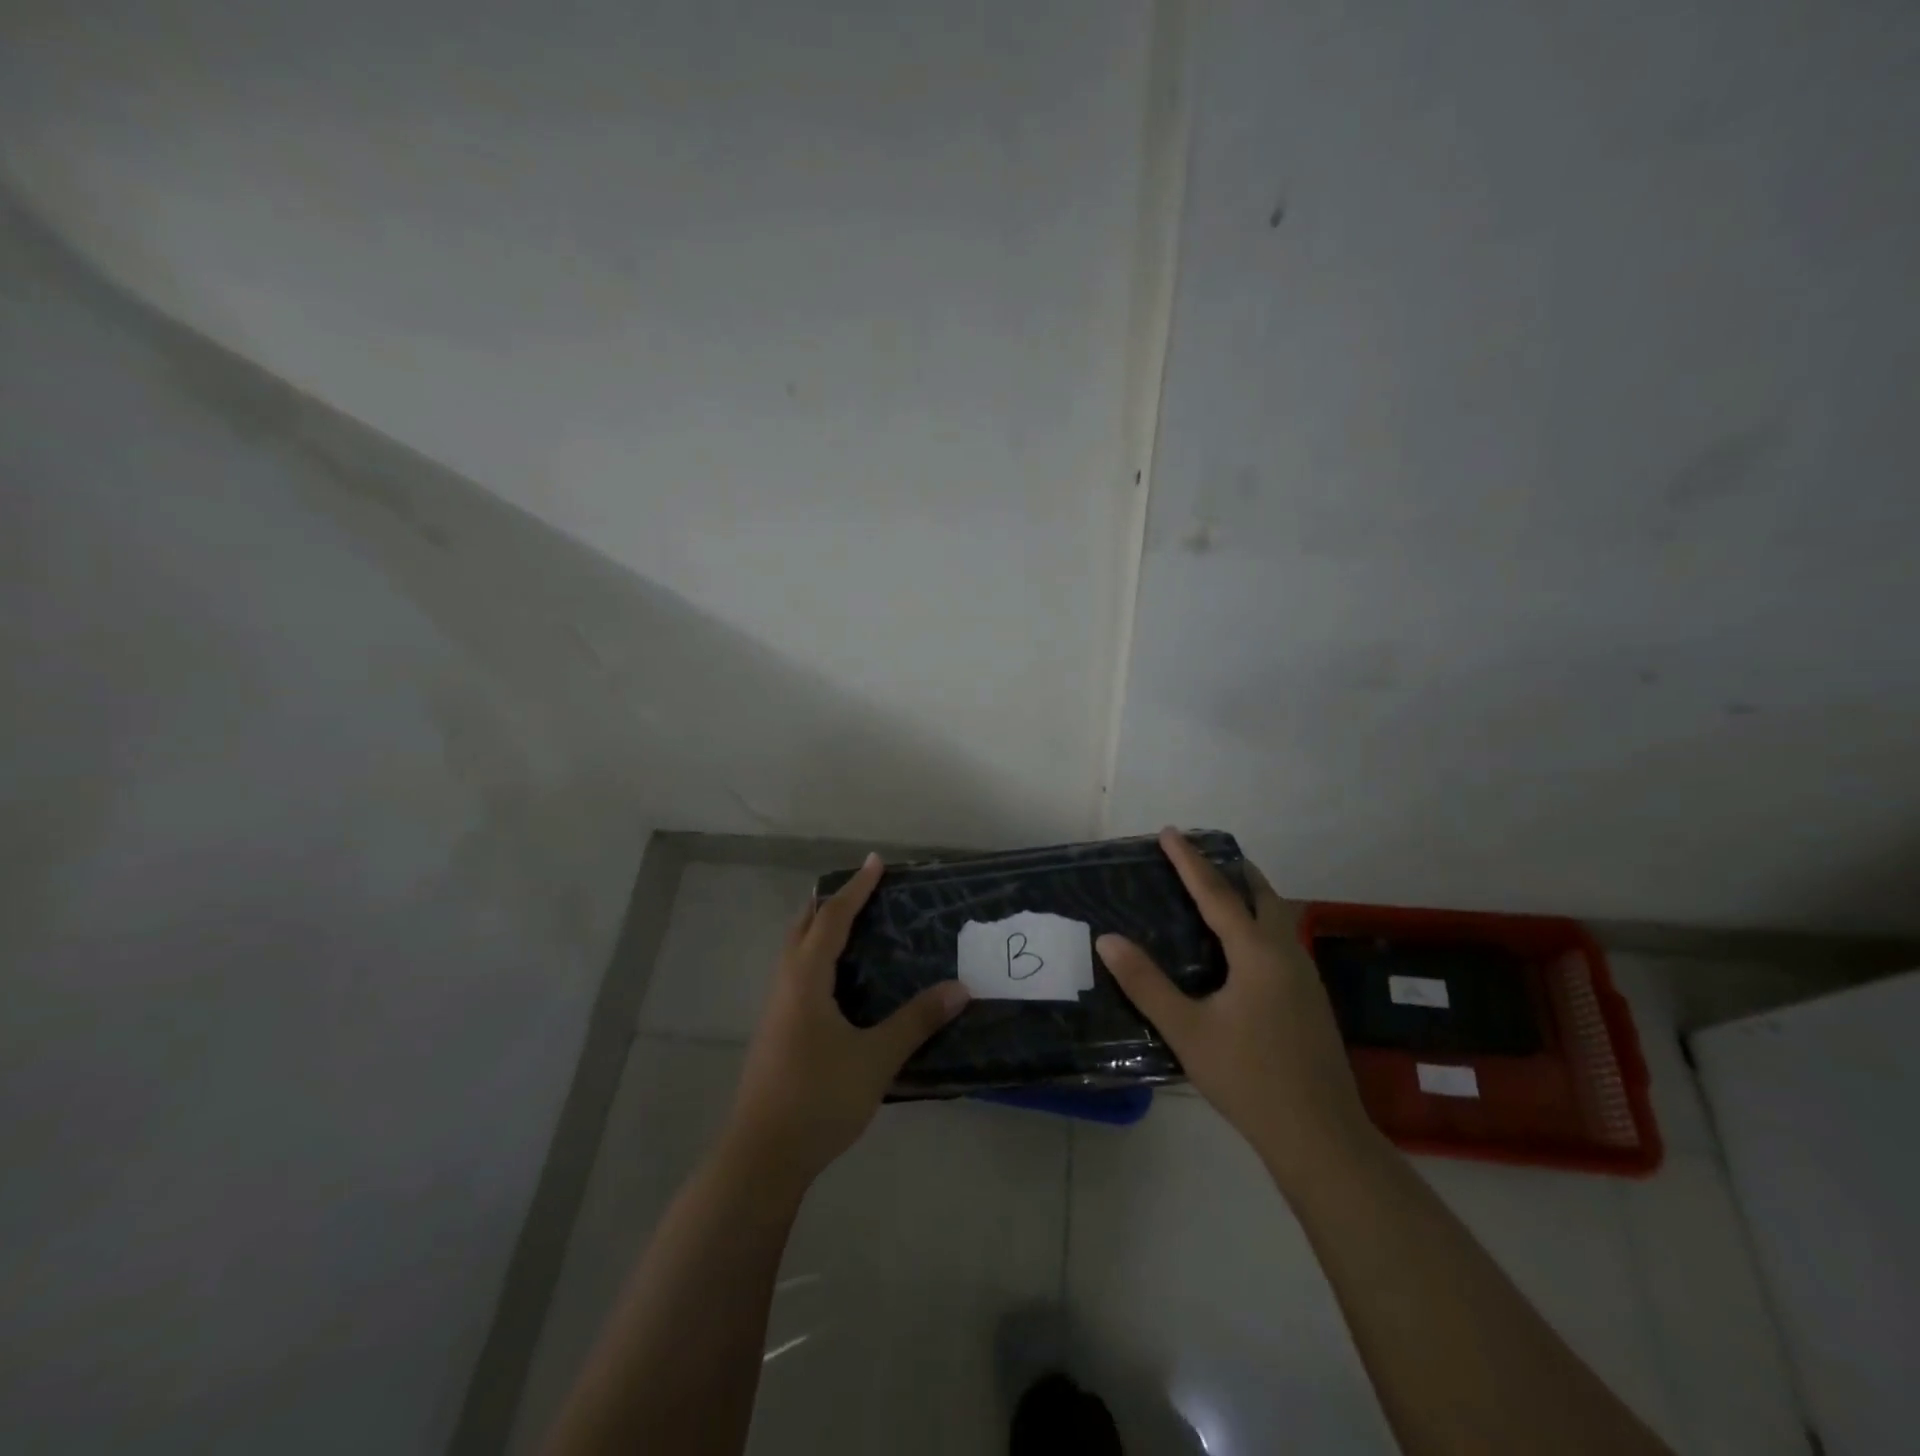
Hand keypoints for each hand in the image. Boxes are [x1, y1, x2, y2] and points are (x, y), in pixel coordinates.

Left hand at [726, 853, 970, 1190]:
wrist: (761, 1157)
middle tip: (863, 890)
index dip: (856, 888)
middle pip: (803, 927)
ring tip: (852, 927)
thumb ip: (916, 1021)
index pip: (833, 918)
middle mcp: (785, 984)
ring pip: (795, 952)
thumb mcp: (875, 1059)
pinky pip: (796, 975)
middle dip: (831, 903)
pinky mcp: (775, 1032)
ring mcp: (775, 1009)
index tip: (876, 862)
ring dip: (820, 930)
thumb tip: (960, 988)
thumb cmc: (818, 1098)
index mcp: (806, 979)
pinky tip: (838, 983)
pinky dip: (816, 958)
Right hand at [1095, 828, 1373, 1189]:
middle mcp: (1285, 953)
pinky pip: (1280, 939)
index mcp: (1257, 953)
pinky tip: (1238, 947)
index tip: (1169, 831)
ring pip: (1276, 916)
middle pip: (1260, 894)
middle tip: (1196, 857)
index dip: (1189, 861)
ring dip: (1246, 894)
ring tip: (1214, 891)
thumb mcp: (1187, 1030)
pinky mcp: (1309, 998)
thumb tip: (1108, 939)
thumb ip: (1146, 983)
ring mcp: (1304, 976)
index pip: (1217, 893)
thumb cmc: (1248, 1078)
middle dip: (1229, 868)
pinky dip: (1256, 921)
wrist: (1320, 1136)